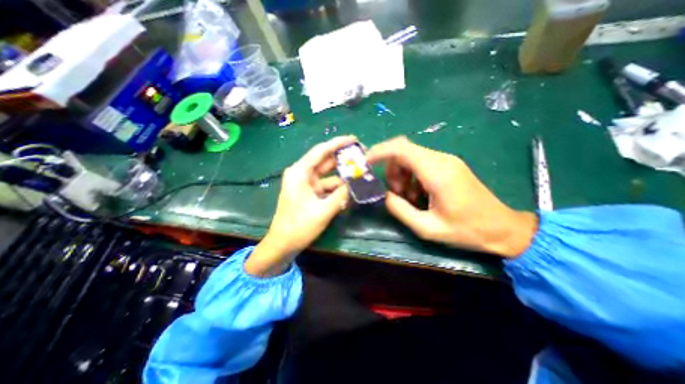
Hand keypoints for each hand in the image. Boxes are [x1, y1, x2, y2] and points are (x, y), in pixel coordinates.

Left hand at [246, 135, 356, 276]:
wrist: (283, 244)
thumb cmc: (299, 227)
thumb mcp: (323, 210)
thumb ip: (342, 195)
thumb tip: (357, 183)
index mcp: (300, 172)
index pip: (321, 151)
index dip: (338, 143)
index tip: (355, 139)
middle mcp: (303, 174)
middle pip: (326, 161)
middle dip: (343, 159)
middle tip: (362, 156)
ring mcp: (307, 184)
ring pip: (329, 175)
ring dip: (343, 176)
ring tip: (361, 175)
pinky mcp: (311, 193)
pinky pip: (327, 186)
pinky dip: (338, 188)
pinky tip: (350, 192)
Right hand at [367, 135, 537, 258]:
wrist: (502, 228)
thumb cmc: (466, 231)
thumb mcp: (427, 228)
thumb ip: (399, 209)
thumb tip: (385, 194)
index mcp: (437, 172)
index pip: (401, 149)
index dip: (380, 152)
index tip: (366, 163)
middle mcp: (441, 159)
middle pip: (404, 151)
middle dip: (391, 170)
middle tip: (395, 193)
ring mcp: (447, 161)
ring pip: (411, 157)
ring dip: (401, 174)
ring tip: (408, 198)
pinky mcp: (449, 165)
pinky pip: (421, 163)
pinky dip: (411, 176)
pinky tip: (418, 194)